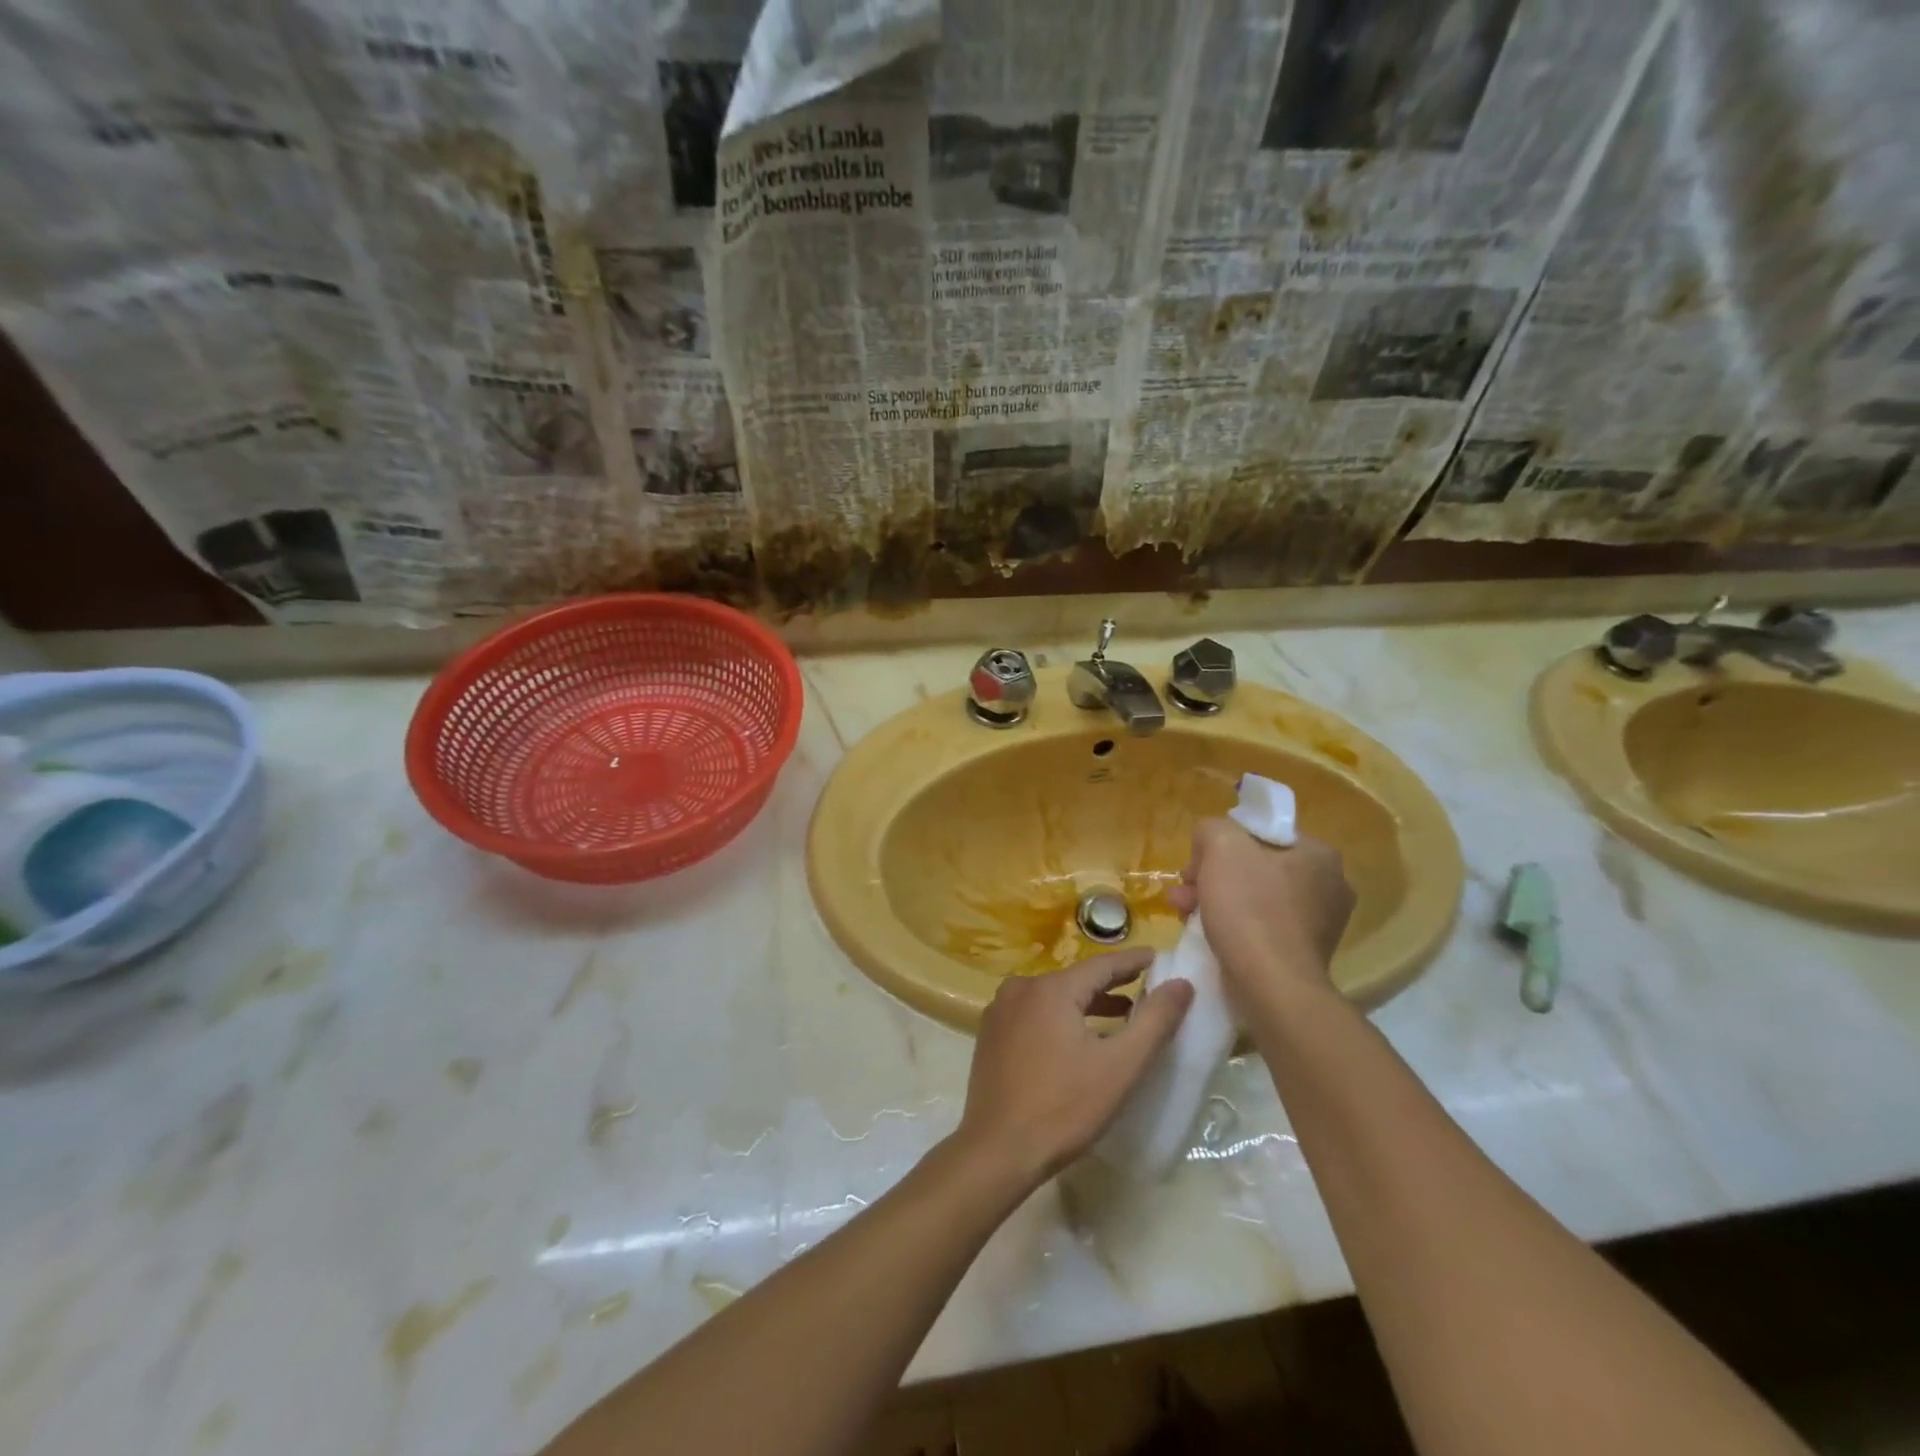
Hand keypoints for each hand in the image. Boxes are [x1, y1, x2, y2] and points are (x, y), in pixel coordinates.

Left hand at [956, 949, 1193, 1185]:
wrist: (997, 1150)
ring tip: (1119, 1014)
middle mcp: (1021, 988)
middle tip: (1143, 985)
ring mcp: (1001, 1011)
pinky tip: (1076, 1038)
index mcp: (1051, 988)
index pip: (1101, 965)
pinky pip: (1034, 1013)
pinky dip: (1060, 1017)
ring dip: (1086, 1003)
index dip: (1132, 961)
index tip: (1156, 957)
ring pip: (1053, 997)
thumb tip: (1182, 983)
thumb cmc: (1064, 1107)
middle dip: (1110, 984)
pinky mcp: (991, 1034)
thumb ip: (1154, 1021)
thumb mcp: (1120, 1066)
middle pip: (1075, 979)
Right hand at [1167, 819, 1354, 1010]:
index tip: (1196, 865)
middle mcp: (1329, 886)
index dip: (1221, 844)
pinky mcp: (1304, 955)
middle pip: (1254, 867)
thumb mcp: (1220, 845)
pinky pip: (1260, 927)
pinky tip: (1205, 934)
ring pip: (1253, 898)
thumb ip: (1212, 828)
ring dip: (1215, 900)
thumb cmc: (1250, 908)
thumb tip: (1209, 842)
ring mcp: (1320, 924)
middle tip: (1184, 891)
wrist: (1271, 986)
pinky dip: (1232, 927)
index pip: (1260, 834)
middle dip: (1212, 876)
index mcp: (1319, 854)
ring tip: (1183, 913)